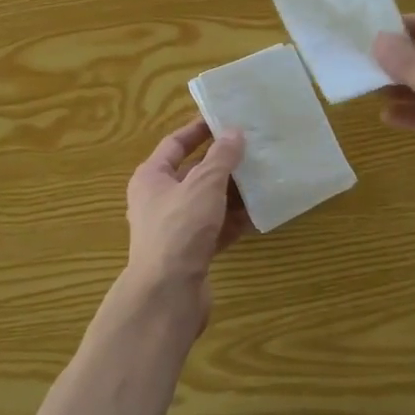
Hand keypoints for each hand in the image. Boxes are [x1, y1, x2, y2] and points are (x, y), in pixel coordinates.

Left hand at [122, 118, 248, 327]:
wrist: (168, 295)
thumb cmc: (180, 229)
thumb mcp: (203, 185)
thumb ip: (220, 158)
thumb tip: (234, 133)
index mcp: (151, 177)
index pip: (175, 143)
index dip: (199, 130)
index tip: (225, 119)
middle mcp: (159, 200)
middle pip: (194, 173)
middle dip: (223, 163)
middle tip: (253, 148)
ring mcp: (175, 228)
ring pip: (208, 202)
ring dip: (232, 192)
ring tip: (263, 177)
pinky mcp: (191, 253)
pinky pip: (216, 229)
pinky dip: (234, 221)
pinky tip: (259, 214)